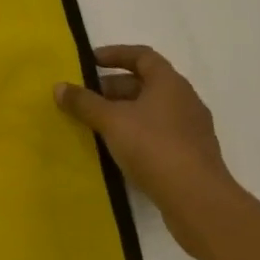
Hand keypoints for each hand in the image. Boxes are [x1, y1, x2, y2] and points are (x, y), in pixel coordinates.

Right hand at [56, 45, 241, 259]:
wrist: (200, 205)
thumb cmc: (155, 148)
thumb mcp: (111, 121)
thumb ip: (84, 102)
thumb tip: (58, 87)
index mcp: (170, 83)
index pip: (142, 56)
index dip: (115, 54)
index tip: (91, 62)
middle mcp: (185, 101)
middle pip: (146, 84)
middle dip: (114, 88)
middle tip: (88, 98)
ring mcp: (192, 132)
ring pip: (152, 112)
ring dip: (125, 113)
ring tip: (98, 125)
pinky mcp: (194, 159)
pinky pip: (160, 135)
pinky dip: (138, 135)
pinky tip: (119, 150)